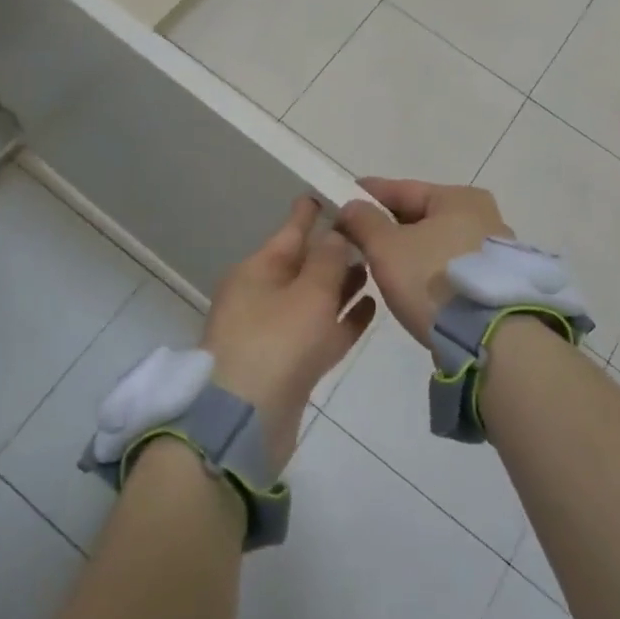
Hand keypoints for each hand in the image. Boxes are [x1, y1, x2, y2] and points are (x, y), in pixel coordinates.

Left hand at [200, 197, 376, 471]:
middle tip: (367, 234)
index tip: (328, 194)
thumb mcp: (308, 293)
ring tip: (374, 267)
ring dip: (341, 284)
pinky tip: (370, 307)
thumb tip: (337, 233)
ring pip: (313, 299)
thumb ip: (329, 260)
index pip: (289, 231)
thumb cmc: (277, 343)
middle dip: (332, 250)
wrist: (244, 424)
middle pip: (302, 265)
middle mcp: (262, 296)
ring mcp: (273, 333)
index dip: (310, 213)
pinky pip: (319, 331)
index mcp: (257, 271)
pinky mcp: (288, 365)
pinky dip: (342, 319)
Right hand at [336, 178, 512, 347]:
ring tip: (378, 261)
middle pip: (421, 214)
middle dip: (387, 224)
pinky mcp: (494, 281)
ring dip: (408, 248)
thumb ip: (364, 221)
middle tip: (355, 235)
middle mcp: (482, 215)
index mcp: (458, 197)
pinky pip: (448, 264)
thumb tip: (352, 206)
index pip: (402, 189)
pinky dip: (426, 267)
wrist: (490, 337)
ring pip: (435, 241)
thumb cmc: (434, 279)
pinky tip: (409, 281)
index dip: (368, 194)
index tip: (342, 200)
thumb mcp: (387, 247)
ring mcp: (492, 250)